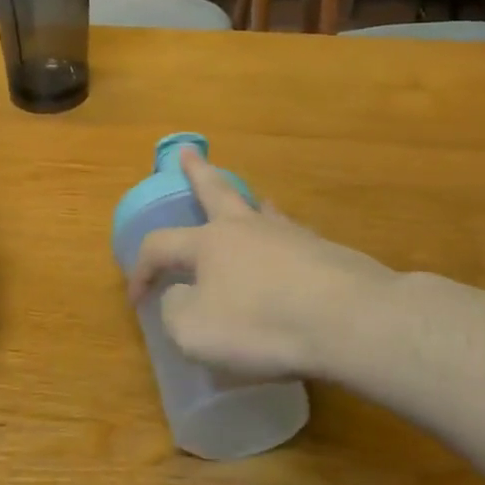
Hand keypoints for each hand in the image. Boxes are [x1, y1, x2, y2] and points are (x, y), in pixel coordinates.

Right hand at [127, 148, 401, 379]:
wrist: (348, 319)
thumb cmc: (262, 324)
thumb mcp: (196, 332)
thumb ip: (177, 311)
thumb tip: (180, 297)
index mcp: (208, 243)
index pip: (160, 246)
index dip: (141, 270)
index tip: (136, 299)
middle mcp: (245, 228)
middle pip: (214, 191)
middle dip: (197, 172)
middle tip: (187, 152)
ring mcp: (288, 235)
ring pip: (259, 207)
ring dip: (247, 200)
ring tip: (249, 197)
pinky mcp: (323, 251)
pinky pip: (292, 234)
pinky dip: (282, 233)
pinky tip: (290, 241)